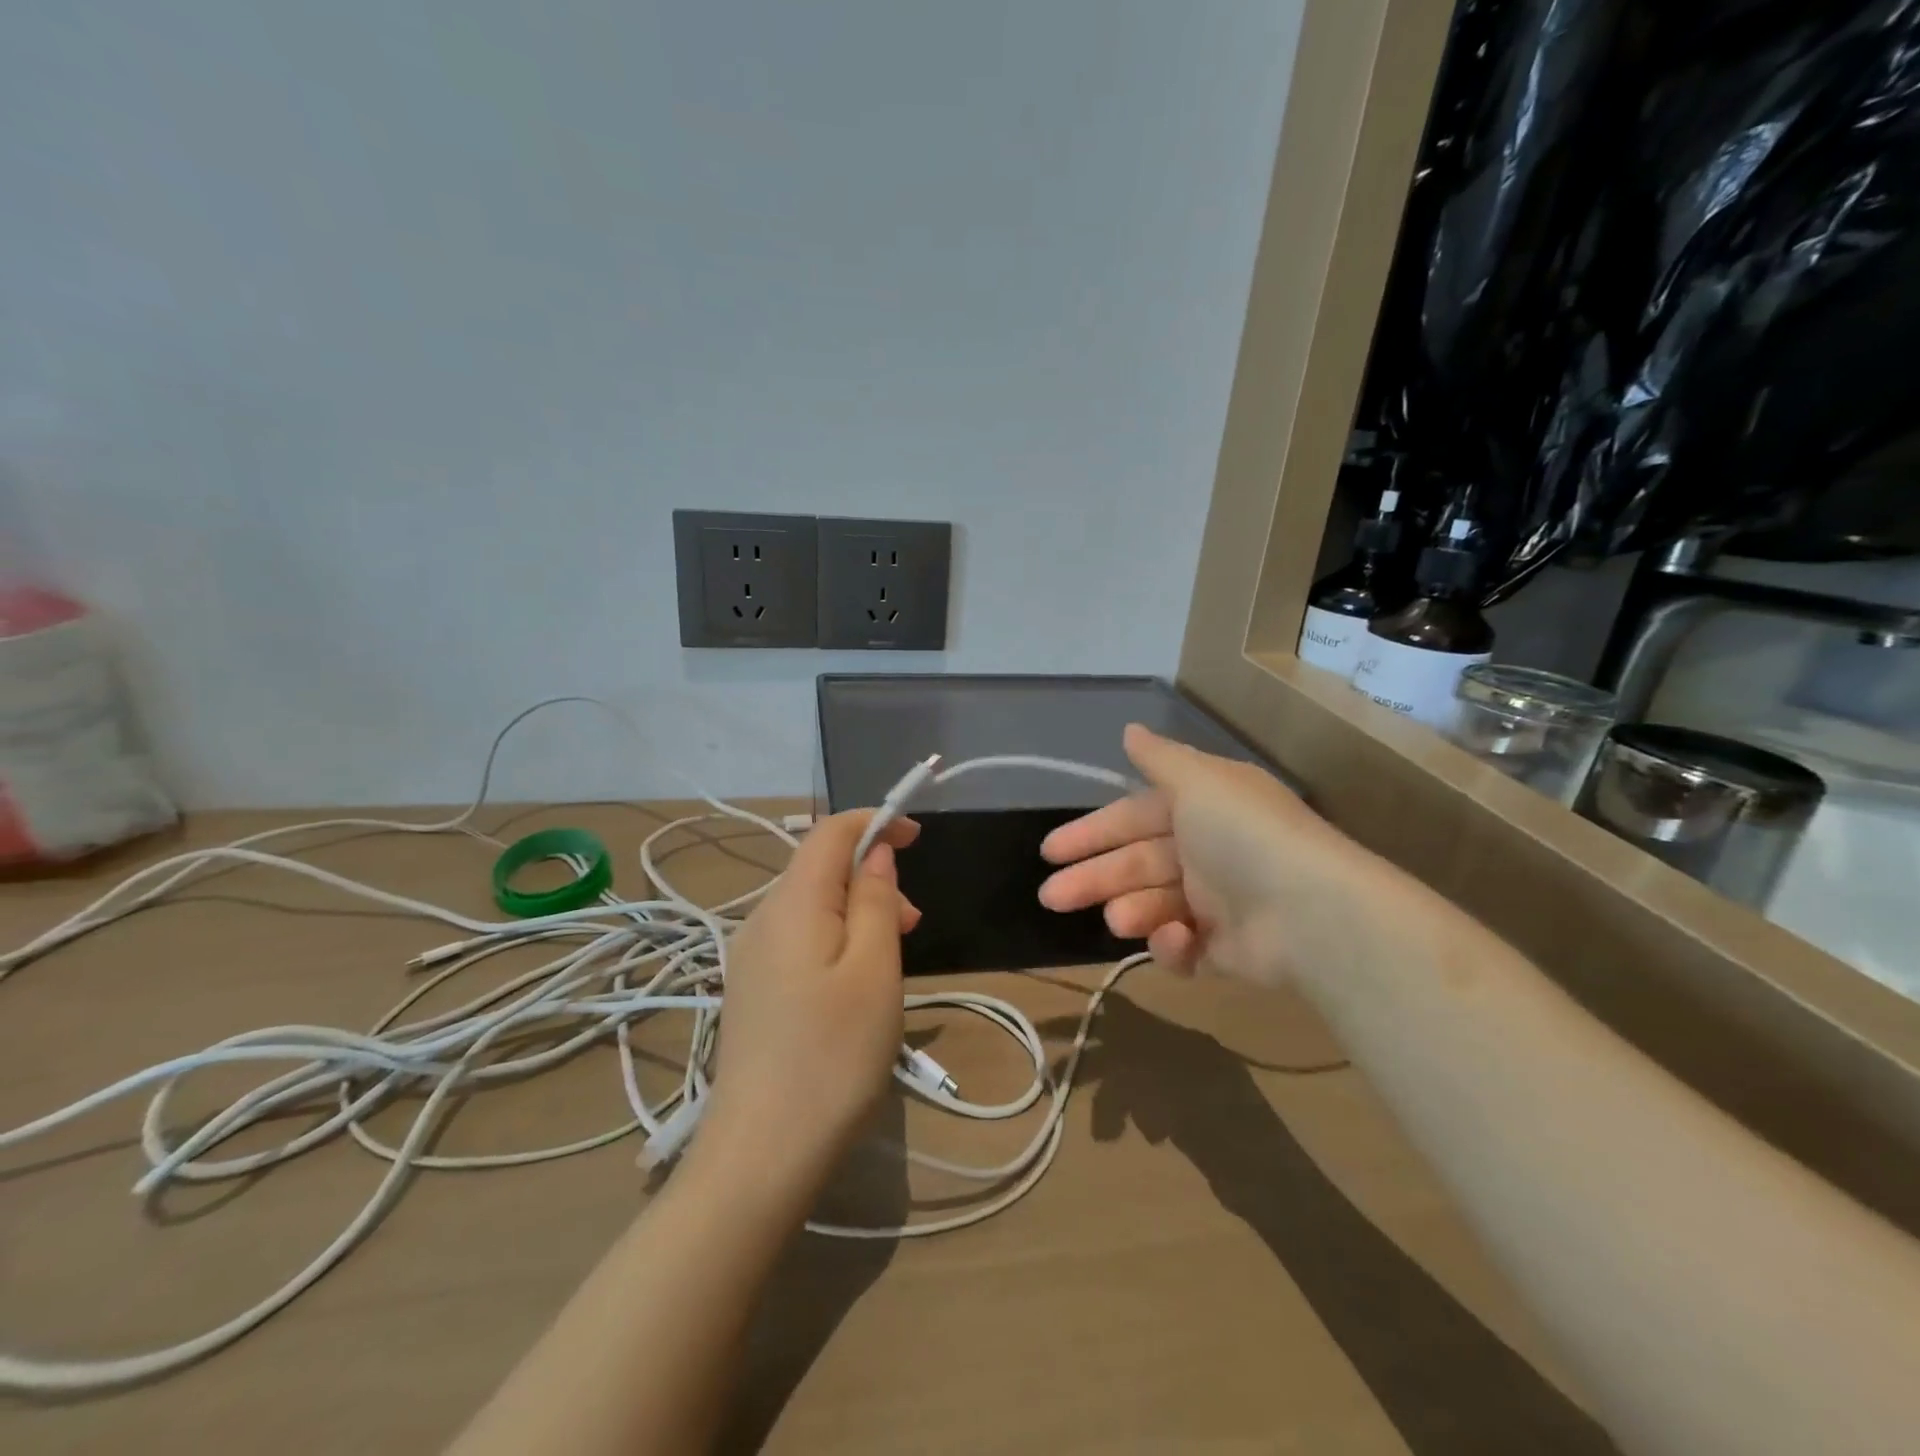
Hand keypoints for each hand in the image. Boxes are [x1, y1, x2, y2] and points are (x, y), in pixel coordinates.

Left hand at [704, 810, 920, 1175]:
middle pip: (819, 868)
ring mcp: (750, 957)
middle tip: (916, 923)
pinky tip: (856, 983)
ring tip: (894, 956)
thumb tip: (875, 852)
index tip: (917, 837)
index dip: (874, 822)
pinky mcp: (752, 989)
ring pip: (811, 905)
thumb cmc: (833, 1057)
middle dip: (871, 875)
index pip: (829, 832)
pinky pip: (799, 938)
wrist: (761, 1156)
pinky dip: (837, 937)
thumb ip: (876, 901)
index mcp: (790, 904)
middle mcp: (761, 920)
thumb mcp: (874, 971)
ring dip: (857, 910)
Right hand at [1038, 724, 1347, 985]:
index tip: (1050, 851)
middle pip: (1136, 864)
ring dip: (1130, 910)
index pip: (1134, 816)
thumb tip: (1129, 730)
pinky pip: (1184, 947)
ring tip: (1118, 920)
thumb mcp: (1199, 781)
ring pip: (1152, 905)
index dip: (1092, 832)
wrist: (1313, 914)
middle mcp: (1207, 850)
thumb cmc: (1245, 835)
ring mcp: (1217, 903)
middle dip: (1092, 878)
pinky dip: (1173, 945)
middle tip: (1051, 897)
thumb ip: (1160, 758)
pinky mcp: (1225, 950)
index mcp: (1201, 808)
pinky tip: (1176, 938)